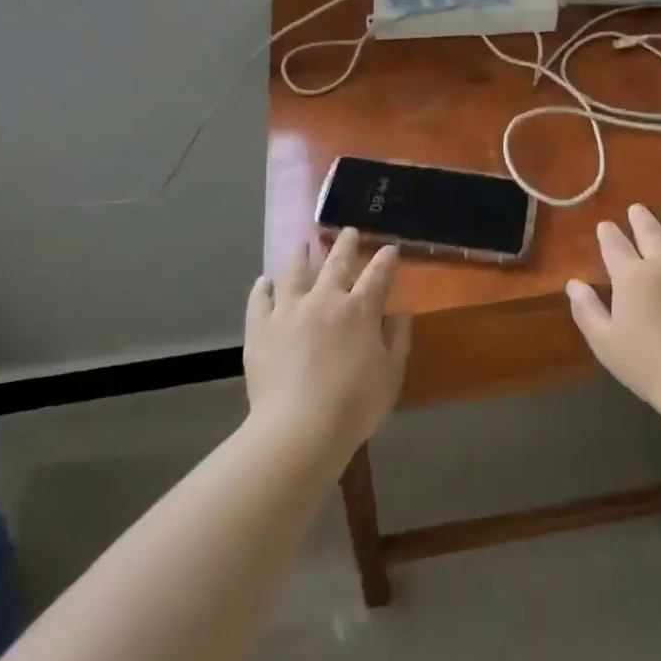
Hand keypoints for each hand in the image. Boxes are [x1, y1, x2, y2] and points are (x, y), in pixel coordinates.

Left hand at [244, 228, 409, 454]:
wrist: (300, 428)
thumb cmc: (355, 404)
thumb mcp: (391, 374)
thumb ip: (398, 338)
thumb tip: (400, 312)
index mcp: (360, 309)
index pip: (378, 274)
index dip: (386, 259)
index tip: (389, 248)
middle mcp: (325, 299)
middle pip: (336, 262)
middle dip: (346, 244)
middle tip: (349, 232)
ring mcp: (289, 310)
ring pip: (295, 272)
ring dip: (302, 256)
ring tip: (304, 245)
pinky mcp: (261, 327)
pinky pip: (260, 299)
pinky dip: (263, 287)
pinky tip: (264, 282)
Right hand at [566, 204, 660, 415]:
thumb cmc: (647, 364)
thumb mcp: (604, 342)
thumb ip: (586, 309)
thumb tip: (573, 284)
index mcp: (631, 275)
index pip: (614, 244)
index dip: (607, 233)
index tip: (604, 225)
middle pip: (650, 232)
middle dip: (640, 219)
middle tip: (636, 208)